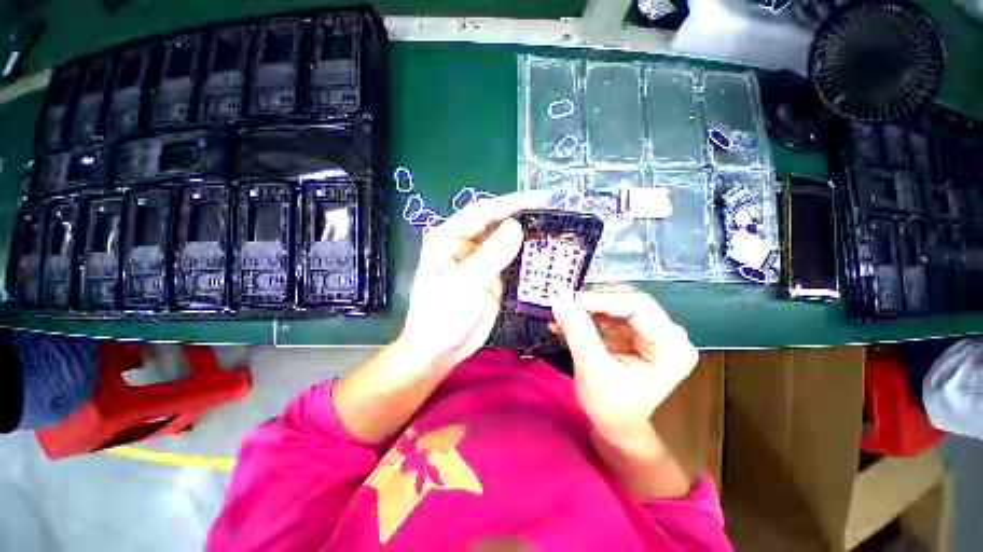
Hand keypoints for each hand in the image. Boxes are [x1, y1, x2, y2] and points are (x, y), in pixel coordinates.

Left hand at [400, 191, 546, 373]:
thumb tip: (516, 227)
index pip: (481, 212)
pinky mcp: (492, 275)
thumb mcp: (462, 286)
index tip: (541, 197)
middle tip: (553, 211)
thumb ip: (488, 257)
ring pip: (506, 239)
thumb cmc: (440, 319)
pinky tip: (544, 251)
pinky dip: (527, 254)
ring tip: (553, 228)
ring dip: (527, 234)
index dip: (511, 202)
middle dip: (522, 214)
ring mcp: (480, 260)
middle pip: (495, 222)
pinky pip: (512, 259)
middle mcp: (464, 244)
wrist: (440, 351)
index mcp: (447, 238)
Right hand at [551, 289, 698, 436]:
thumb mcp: (593, 371)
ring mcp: (650, 332)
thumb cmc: (611, 408)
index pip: (639, 307)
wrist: (616, 426)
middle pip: (627, 302)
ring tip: (560, 315)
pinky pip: (608, 314)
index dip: (602, 299)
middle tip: (563, 306)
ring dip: (585, 309)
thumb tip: (560, 299)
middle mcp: (667, 334)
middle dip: (592, 303)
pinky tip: (567, 322)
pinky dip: (586, 316)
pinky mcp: (633, 333)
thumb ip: (578, 333)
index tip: (569, 300)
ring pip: (615, 305)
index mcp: (672, 348)